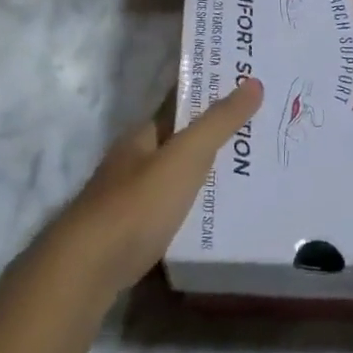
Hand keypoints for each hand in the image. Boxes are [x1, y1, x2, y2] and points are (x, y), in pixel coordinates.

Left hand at [47, 79, 264, 300]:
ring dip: (208, 173)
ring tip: (253, 175)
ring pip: (177, 177)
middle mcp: (134, 161)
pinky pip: (174, 211)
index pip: (181, 103)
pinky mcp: (133, 235)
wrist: (88, 270)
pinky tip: (221, 217)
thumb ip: (218, 123)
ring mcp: (130, 199)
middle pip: (181, 141)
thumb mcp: (185, 158)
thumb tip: (253, 82)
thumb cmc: (138, 205)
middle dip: (216, 136)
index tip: (249, 88)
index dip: (212, 94)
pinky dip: (197, 207)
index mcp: (143, 135)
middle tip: (263, 133)